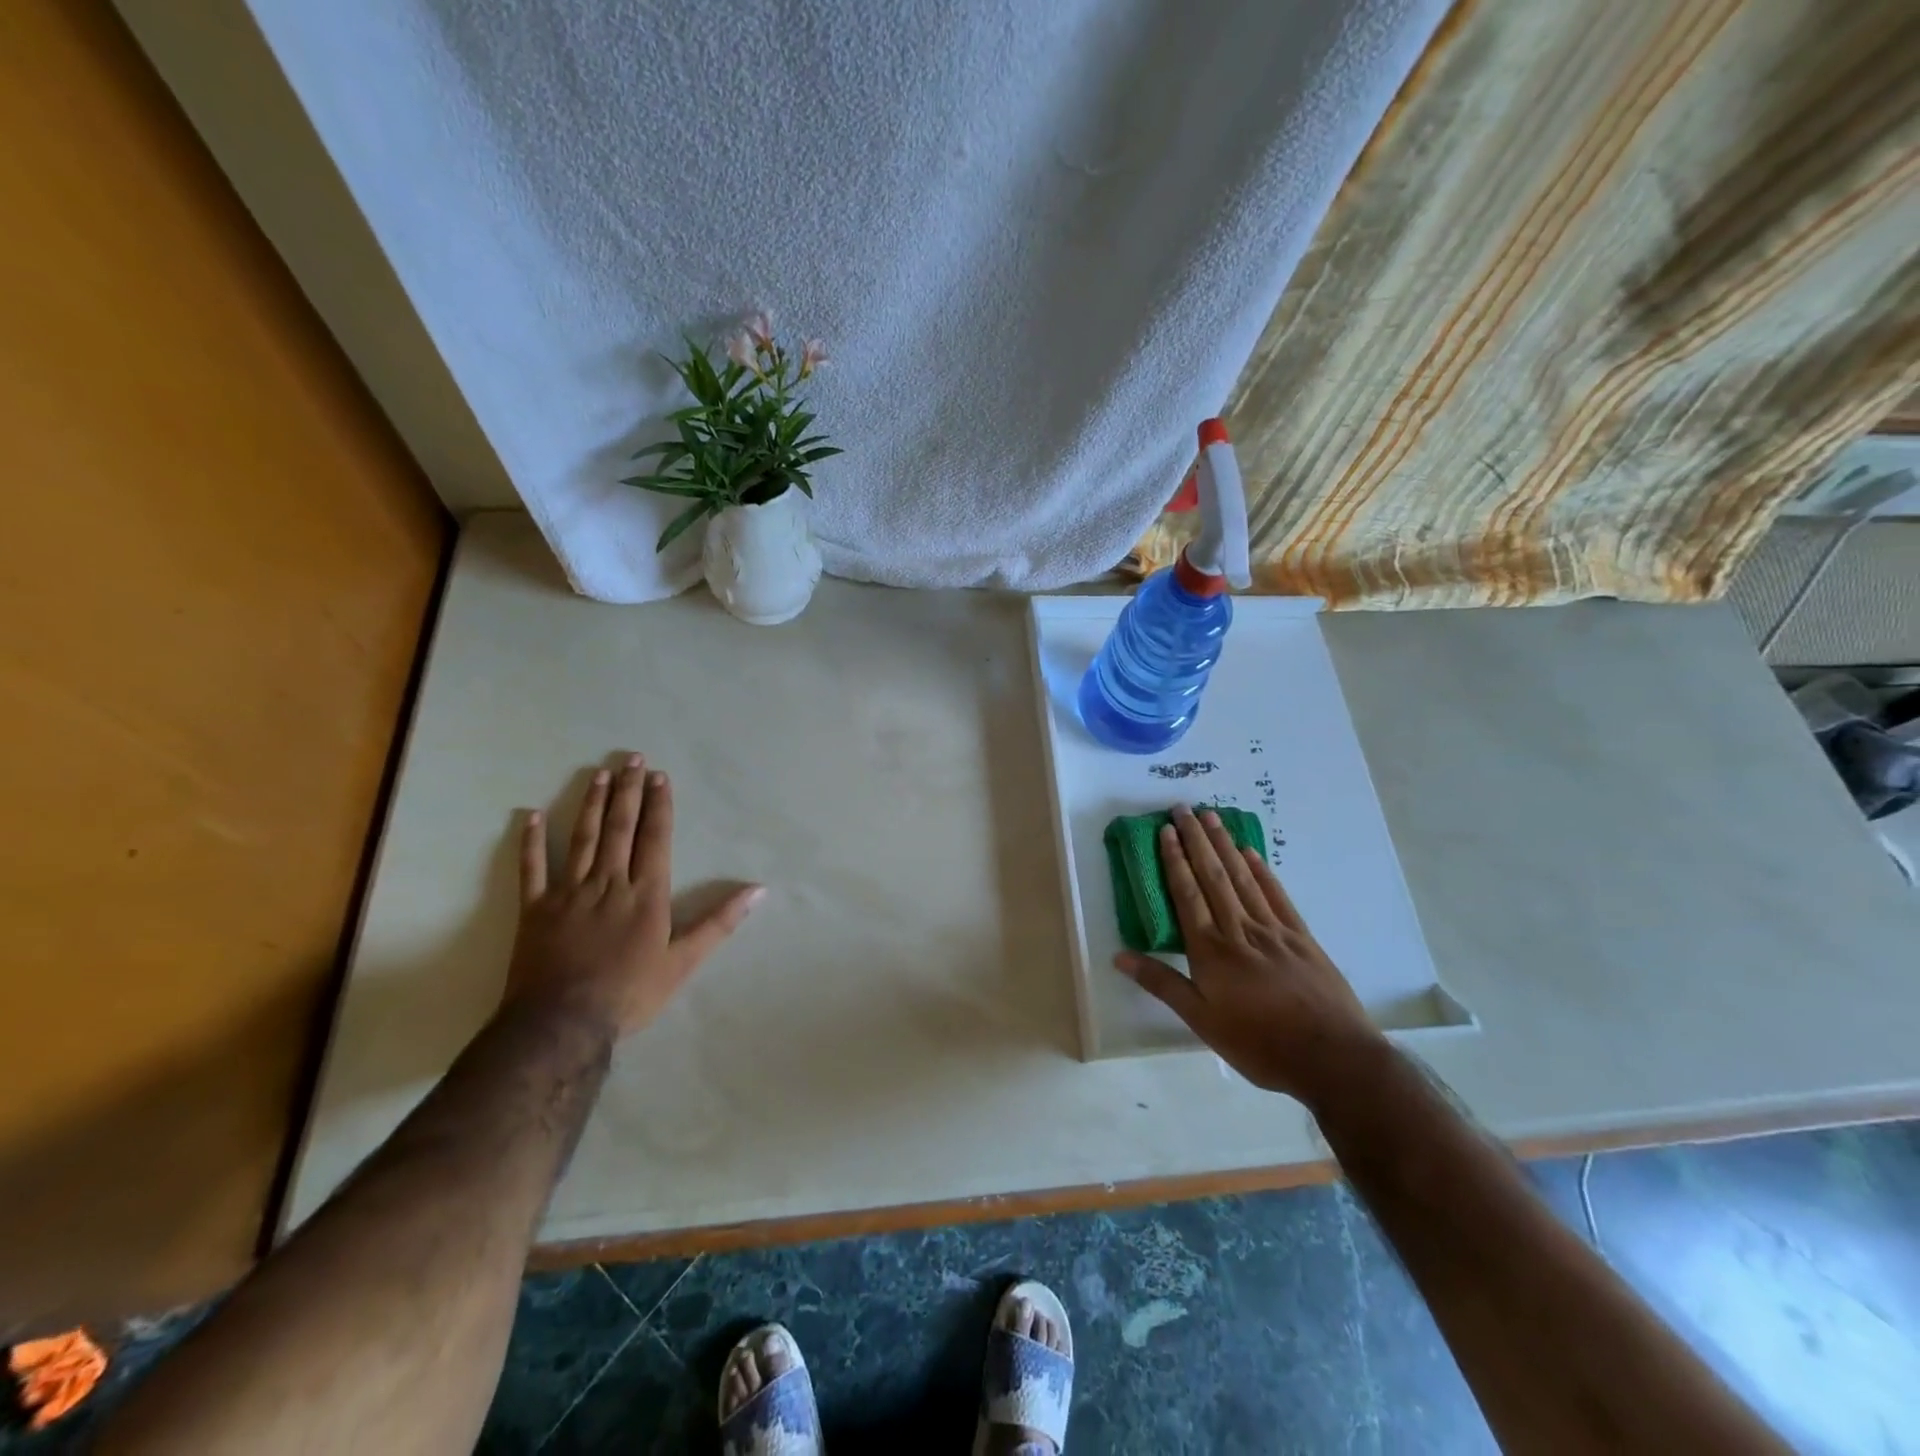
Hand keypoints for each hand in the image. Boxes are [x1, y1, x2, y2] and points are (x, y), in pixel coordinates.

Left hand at [507, 754, 763, 1037]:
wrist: (562, 1024)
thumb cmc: (630, 993)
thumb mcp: (684, 962)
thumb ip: (719, 922)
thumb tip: (758, 890)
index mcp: (645, 893)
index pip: (655, 838)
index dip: (659, 805)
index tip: (659, 776)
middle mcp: (609, 882)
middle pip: (620, 828)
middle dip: (628, 791)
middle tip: (632, 758)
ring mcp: (568, 892)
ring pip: (582, 839)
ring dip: (591, 803)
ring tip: (599, 774)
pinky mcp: (535, 909)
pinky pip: (532, 869)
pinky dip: (531, 842)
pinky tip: (531, 816)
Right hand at [1114, 805, 1384, 1104]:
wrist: (1332, 1058)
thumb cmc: (1259, 1044)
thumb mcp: (1202, 1021)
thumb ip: (1162, 984)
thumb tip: (1119, 956)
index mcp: (1211, 950)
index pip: (1187, 894)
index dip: (1175, 860)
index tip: (1166, 830)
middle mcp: (1239, 929)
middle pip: (1214, 876)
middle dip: (1197, 840)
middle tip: (1184, 808)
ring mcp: (1274, 930)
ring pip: (1243, 877)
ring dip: (1225, 845)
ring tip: (1212, 817)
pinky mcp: (1301, 937)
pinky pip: (1277, 895)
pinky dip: (1262, 870)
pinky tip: (1251, 853)